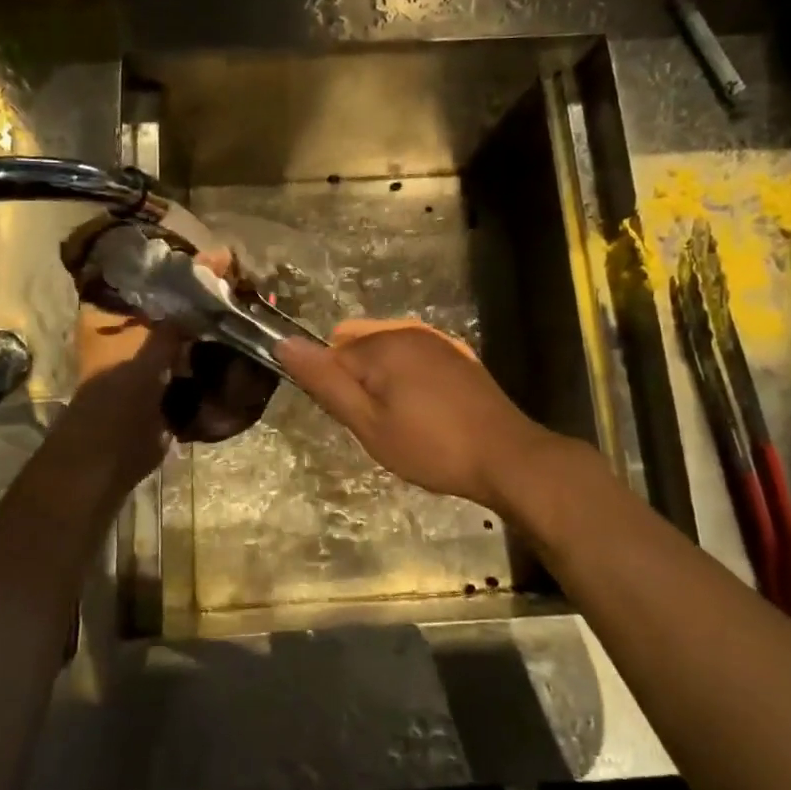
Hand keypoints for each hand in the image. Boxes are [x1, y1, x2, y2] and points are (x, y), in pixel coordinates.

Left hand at [67, 250, 240, 486]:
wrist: (114, 451)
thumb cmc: (121, 389)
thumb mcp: (153, 338)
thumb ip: (188, 302)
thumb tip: (222, 255)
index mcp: (110, 310)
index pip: (149, 273)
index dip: (183, 264)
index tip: (220, 258)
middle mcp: (127, 328)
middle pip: (173, 301)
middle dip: (204, 295)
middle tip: (241, 281)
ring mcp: (148, 355)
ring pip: (187, 328)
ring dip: (213, 322)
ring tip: (247, 303)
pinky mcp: (167, 379)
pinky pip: (195, 355)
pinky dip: (214, 349)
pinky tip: (242, 336)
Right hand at [276, 319, 557, 512]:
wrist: (507, 458)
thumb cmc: (431, 446)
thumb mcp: (368, 423)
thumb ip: (325, 382)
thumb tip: (283, 342)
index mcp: (382, 343)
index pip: (331, 355)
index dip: (336, 393)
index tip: (357, 423)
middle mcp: (408, 331)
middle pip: (358, 353)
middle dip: (359, 386)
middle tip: (380, 427)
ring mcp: (436, 342)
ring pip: (386, 358)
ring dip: (383, 387)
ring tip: (404, 426)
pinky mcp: (457, 357)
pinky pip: (413, 362)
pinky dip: (408, 385)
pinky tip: (427, 416)